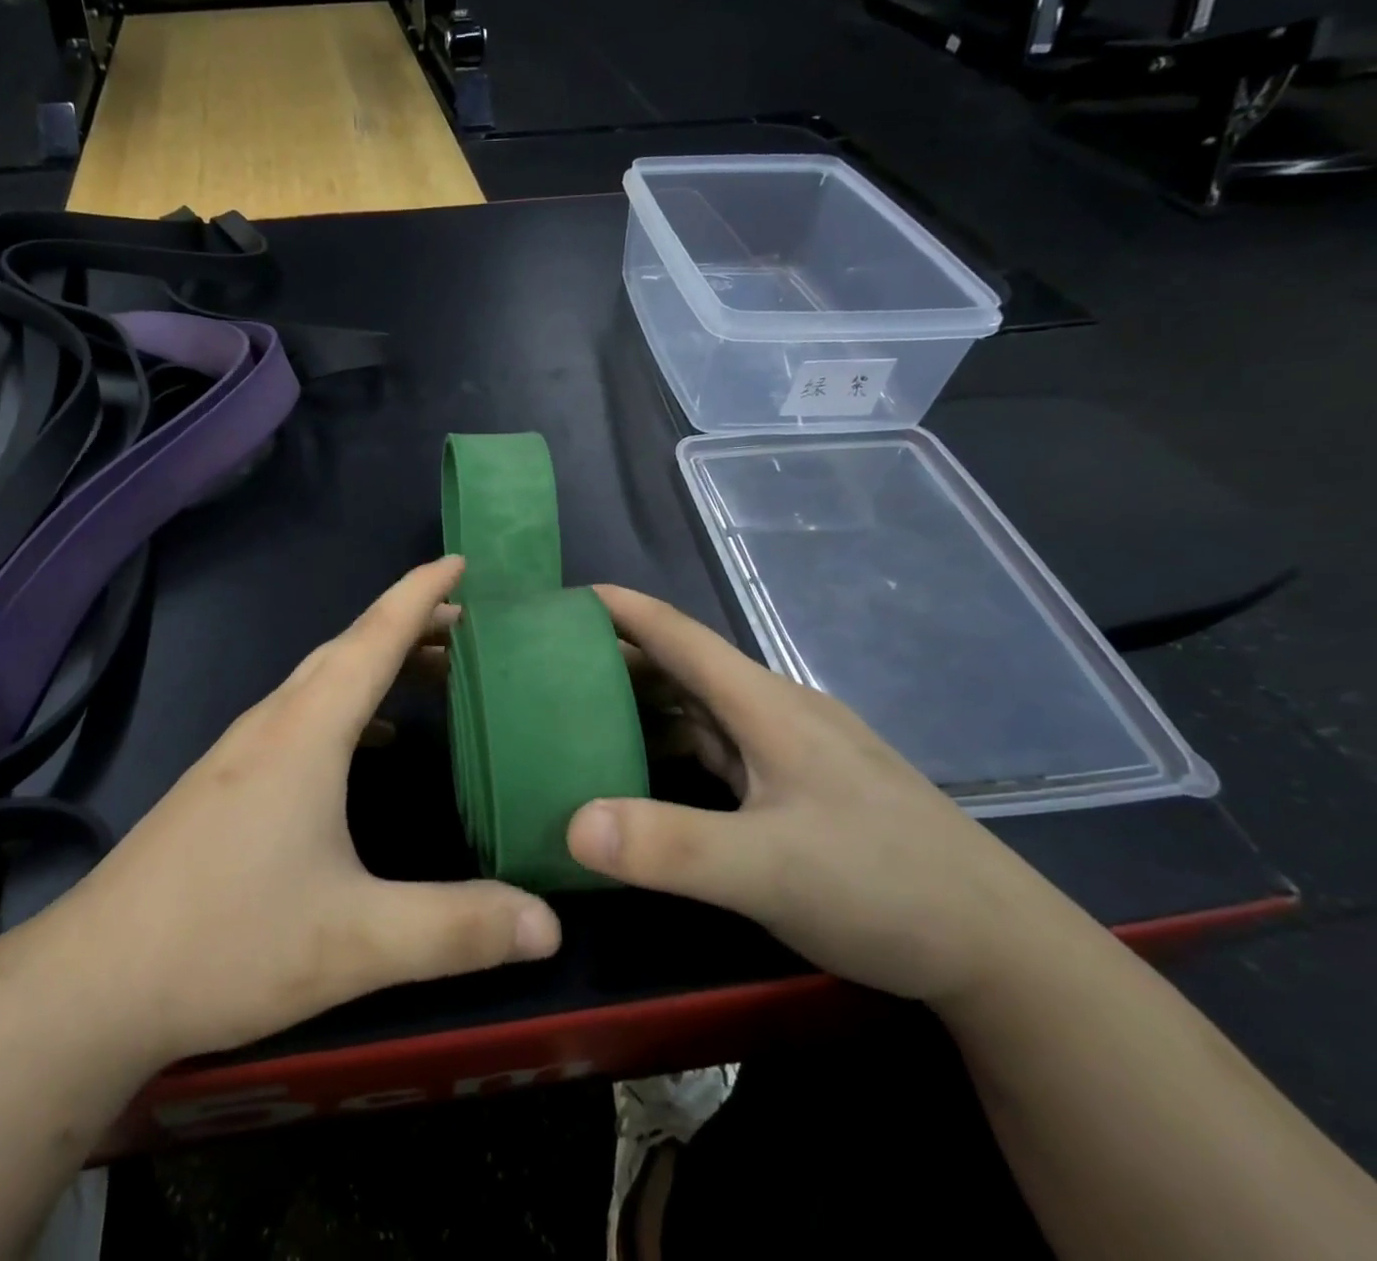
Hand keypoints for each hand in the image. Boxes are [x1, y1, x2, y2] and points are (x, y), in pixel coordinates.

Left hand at [58, 556, 561, 1065]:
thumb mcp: (357, 942)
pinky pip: (299, 714)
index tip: (460, 562)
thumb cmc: (228, 942)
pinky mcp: (222, 782)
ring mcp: (239, 751)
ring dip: (375, 662)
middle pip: (347, 648)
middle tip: (468, 626)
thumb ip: (458, 929)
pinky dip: (345, 704)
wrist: (94, 982)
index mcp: (305, 731)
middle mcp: (271, 724)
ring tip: (429, 674)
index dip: (419, 594)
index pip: (374, 637)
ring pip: (319, 680)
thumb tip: (552, 924)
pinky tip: (364, 744)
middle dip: (409, 625)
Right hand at [565, 586, 1069, 1007]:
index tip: (561, 599)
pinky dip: (672, 747)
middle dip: (617, 658)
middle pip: (684, 667)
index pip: (680, 634)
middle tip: (548, 667)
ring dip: (644, 705)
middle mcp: (776, 713)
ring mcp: (791, 750)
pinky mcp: (799, 787)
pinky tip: (646, 774)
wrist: (1003, 951)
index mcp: (766, 705)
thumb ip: (671, 847)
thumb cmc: (884, 887)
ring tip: (580, 716)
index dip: (620, 609)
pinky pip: (719, 748)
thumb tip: (572, 824)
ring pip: (701, 709)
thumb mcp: (768, 870)